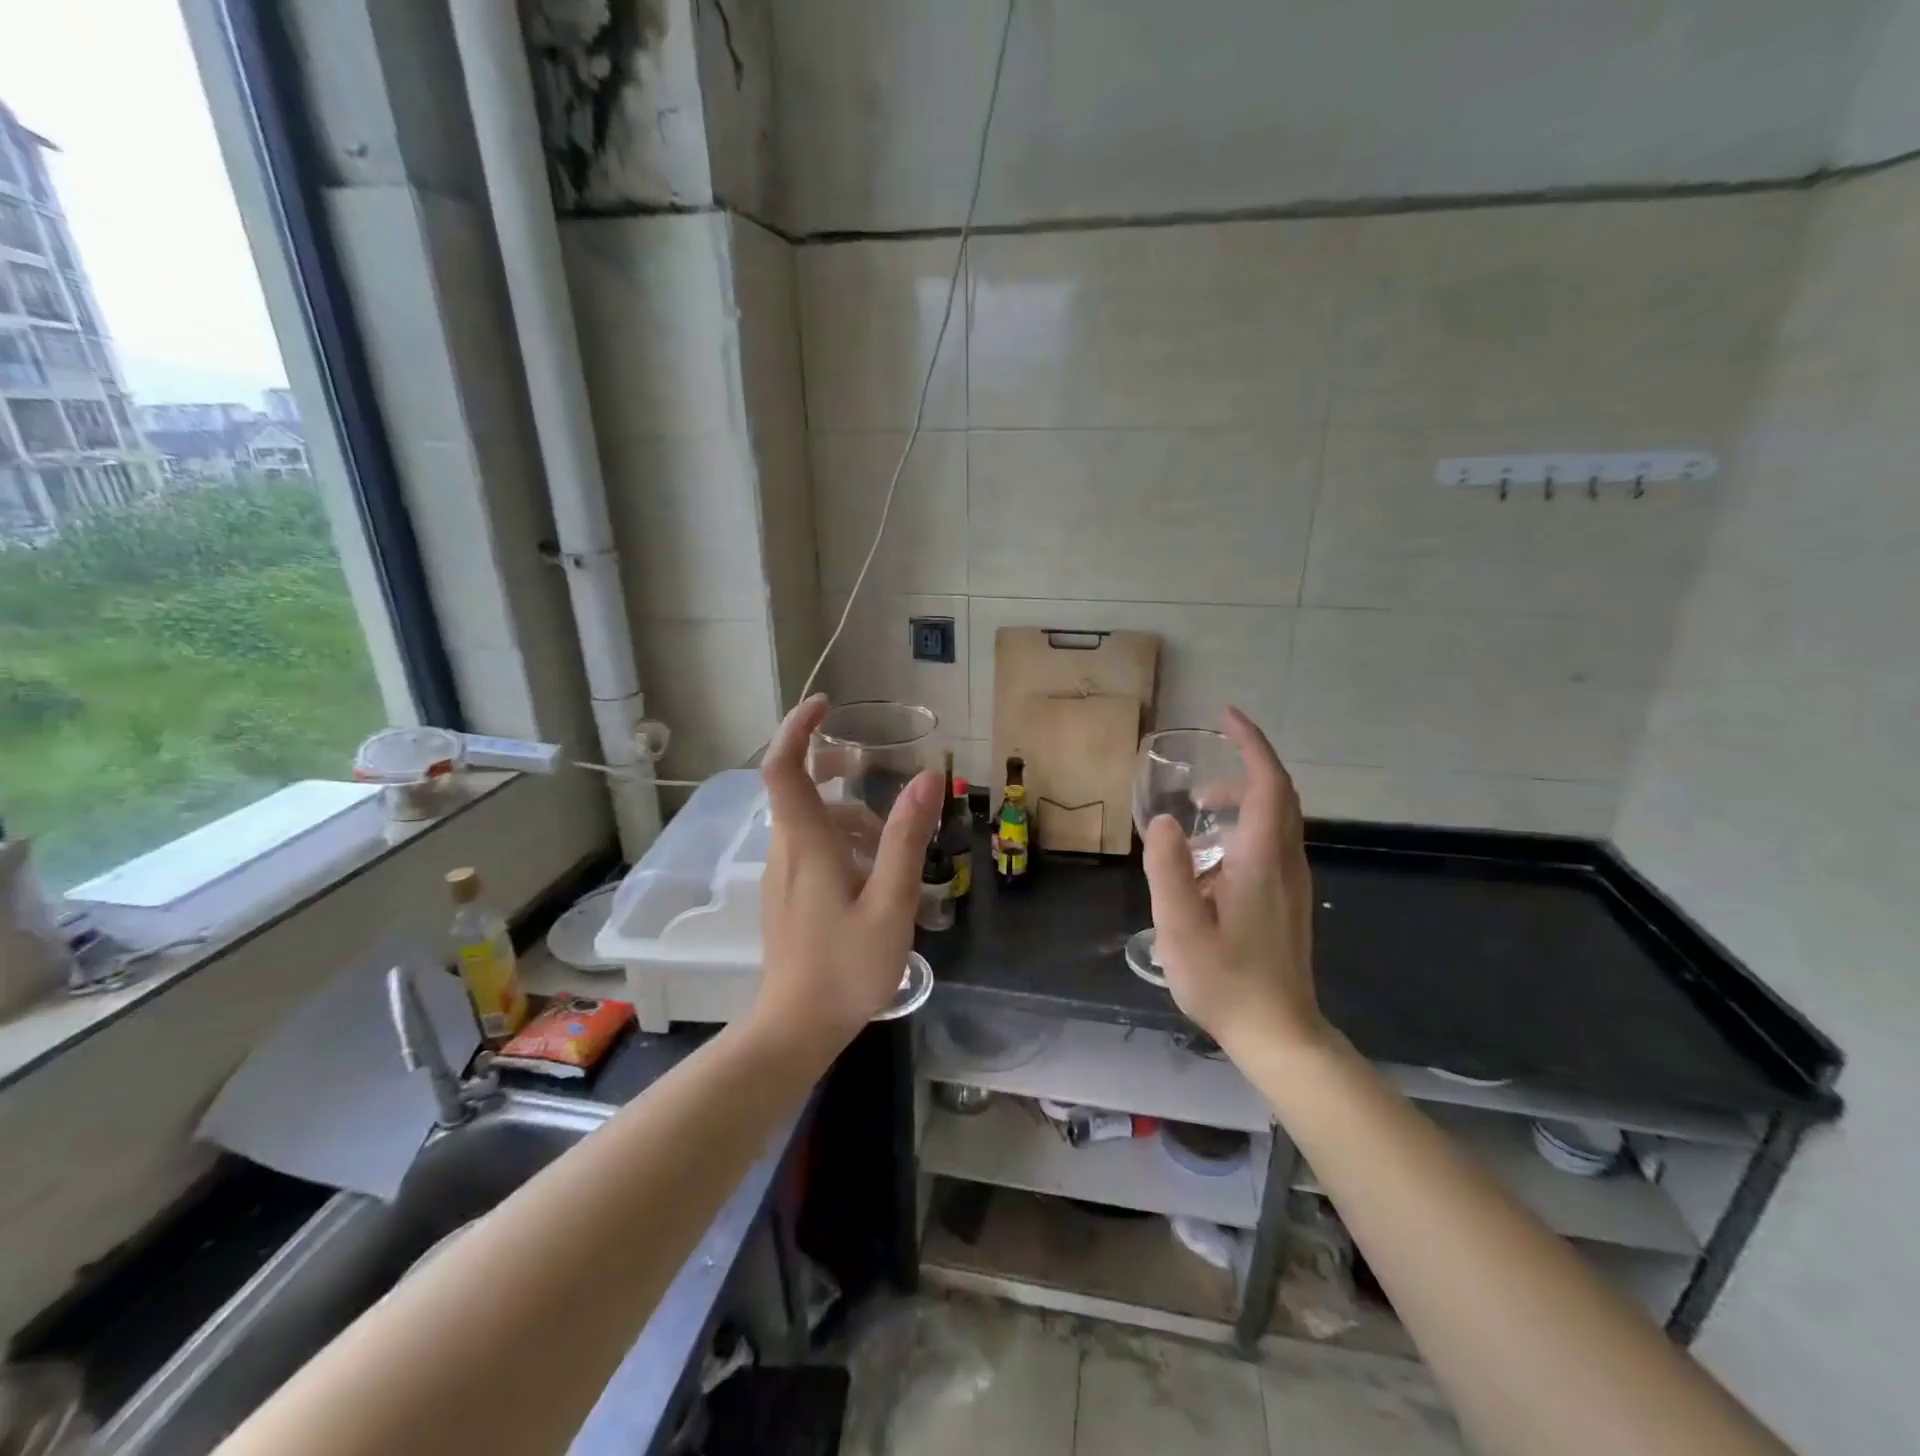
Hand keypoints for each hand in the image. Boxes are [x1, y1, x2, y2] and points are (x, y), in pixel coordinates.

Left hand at [753, 694, 942, 1052]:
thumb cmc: (846, 967)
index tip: (825, 705)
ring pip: (810, 820)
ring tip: (893, 845)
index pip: (783, 767)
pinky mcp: (788, 895)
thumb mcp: (890, 903)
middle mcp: (786, 850)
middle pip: (798, 787)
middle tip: (871, 766)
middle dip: (832, 765)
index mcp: (807, 843)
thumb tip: (926, 777)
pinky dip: (842, 841)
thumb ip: (906, 838)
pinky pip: (811, 846)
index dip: (798, 728)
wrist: (796, 1029)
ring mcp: (783, 874)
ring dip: (849, 814)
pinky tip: (875, 876)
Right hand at [1142, 707, 1324, 1056]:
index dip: (1252, 744)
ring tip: (1199, 816)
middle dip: (1244, 771)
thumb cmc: (1226, 981)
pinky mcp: (1288, 902)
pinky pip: (1273, 845)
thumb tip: (1165, 822)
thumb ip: (1168, 868)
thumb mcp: (1179, 926)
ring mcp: (1292, 884)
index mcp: (1263, 860)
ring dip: (1243, 803)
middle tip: (1201, 777)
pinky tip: (1212, 861)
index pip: (1269, 783)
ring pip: (1278, 821)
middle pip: (1279, 796)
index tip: (1227, 718)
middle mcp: (1286, 863)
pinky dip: (1246, 829)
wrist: (1280, 1034)